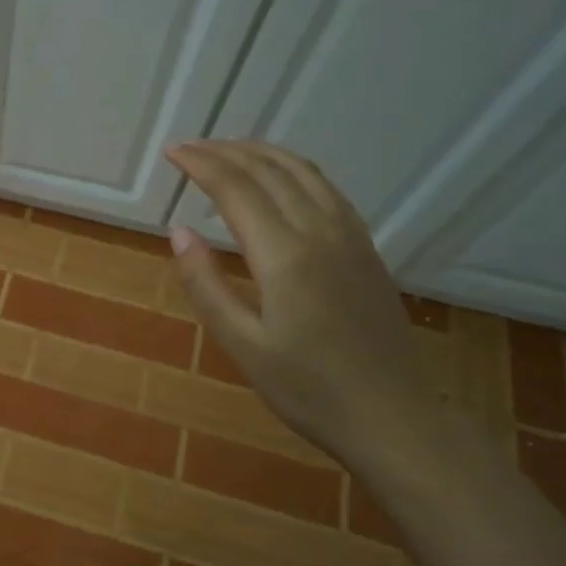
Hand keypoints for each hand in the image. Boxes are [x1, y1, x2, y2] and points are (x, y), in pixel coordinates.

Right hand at [166, 140, 443, 466]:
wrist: (394, 418)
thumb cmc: (309, 390)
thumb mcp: (243, 345)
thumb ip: (206, 285)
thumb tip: (178, 231)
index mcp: (285, 255)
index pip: (235, 189)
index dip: (200, 164)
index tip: (171, 151)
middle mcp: (320, 232)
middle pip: (269, 170)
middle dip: (224, 151)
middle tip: (188, 146)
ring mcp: (350, 237)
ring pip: (303, 172)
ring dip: (261, 153)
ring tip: (228, 150)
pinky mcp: (366, 249)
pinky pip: (327, 189)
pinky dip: (294, 169)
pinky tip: (282, 178)